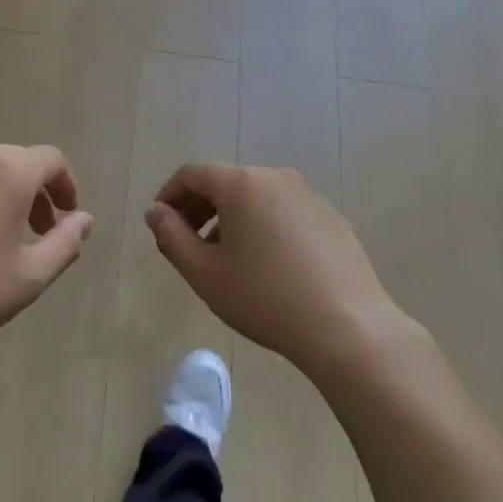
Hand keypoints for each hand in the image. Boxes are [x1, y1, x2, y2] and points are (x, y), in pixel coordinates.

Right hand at [145, 163, 413, 369]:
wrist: (346, 327)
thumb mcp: (205, 273)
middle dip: (199, 208)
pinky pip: (284, 212)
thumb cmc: (264, 298)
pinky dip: (263, 227)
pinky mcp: (331, 218)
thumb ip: (172, 237)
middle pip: (226, 182)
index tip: (160, 227)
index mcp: (242, 184)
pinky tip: (267, 267)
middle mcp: (277, 177)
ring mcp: (310, 196)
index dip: (169, 196)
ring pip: (256, 198)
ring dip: (231, 219)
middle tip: (186, 245)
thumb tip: (156, 211)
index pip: (193, 174)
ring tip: (225, 260)